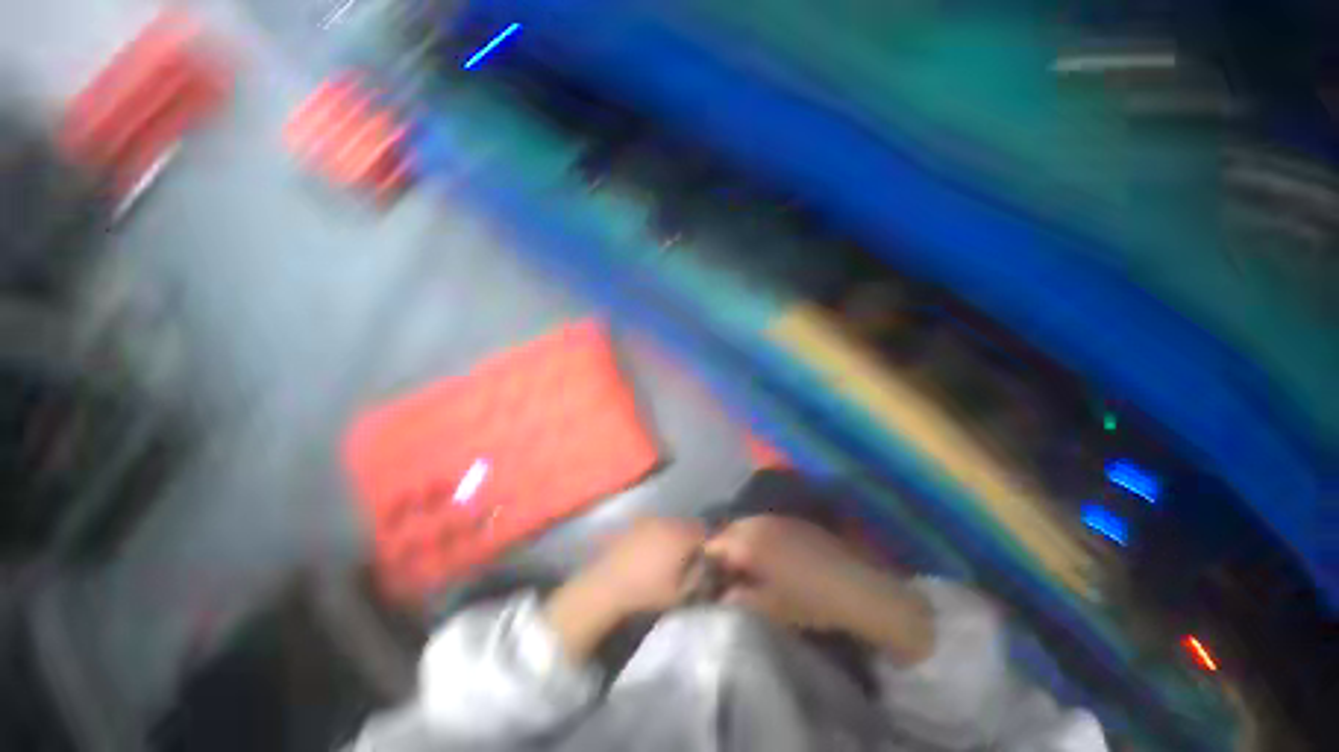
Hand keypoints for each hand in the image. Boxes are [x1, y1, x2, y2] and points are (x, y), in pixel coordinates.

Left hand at [544, 517, 704, 662]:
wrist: (608, 585)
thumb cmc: (647, 591)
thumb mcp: (680, 593)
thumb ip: (698, 577)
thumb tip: (704, 565)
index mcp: (681, 537)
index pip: (703, 532)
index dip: (704, 545)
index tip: (702, 558)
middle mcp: (667, 522)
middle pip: (686, 525)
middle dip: (688, 538)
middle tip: (685, 557)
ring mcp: (649, 520)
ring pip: (670, 523)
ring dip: (672, 534)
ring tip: (666, 554)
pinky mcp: (634, 523)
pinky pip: (653, 524)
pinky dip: (656, 533)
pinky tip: (649, 550)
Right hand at [705, 515, 933, 664]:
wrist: (854, 587)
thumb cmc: (809, 601)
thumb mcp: (771, 607)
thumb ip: (741, 598)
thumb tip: (722, 595)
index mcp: (750, 543)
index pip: (715, 543)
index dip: (708, 559)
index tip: (707, 575)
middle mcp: (759, 523)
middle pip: (729, 528)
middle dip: (723, 546)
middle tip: (725, 569)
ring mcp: (778, 518)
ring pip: (747, 522)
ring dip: (741, 538)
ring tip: (746, 561)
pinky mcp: (793, 519)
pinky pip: (765, 522)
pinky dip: (759, 533)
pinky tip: (768, 551)